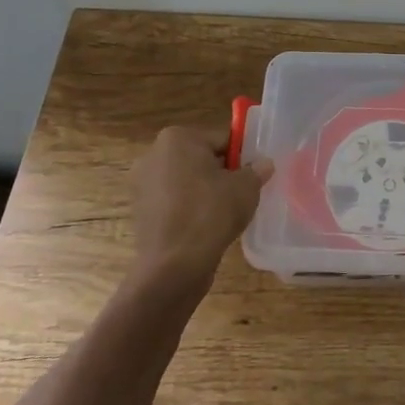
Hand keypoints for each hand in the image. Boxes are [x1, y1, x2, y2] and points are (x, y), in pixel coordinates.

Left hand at [127, 126, 274, 295]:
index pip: (221, 139)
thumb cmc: (211, 213)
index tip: (253, 174)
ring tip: (225, 212)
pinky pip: (174, 202)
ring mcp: (142, 184)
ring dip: (204, 191)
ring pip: (186, 181)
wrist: (174, 266)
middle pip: (201, 158)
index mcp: (177, 138)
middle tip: (242, 193)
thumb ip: (256, 170)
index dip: (242, 156)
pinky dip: (189, 209)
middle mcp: (153, 155)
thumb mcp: (246, 187)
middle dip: (221, 172)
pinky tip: (205, 227)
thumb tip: (264, 165)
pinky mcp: (140, 211)